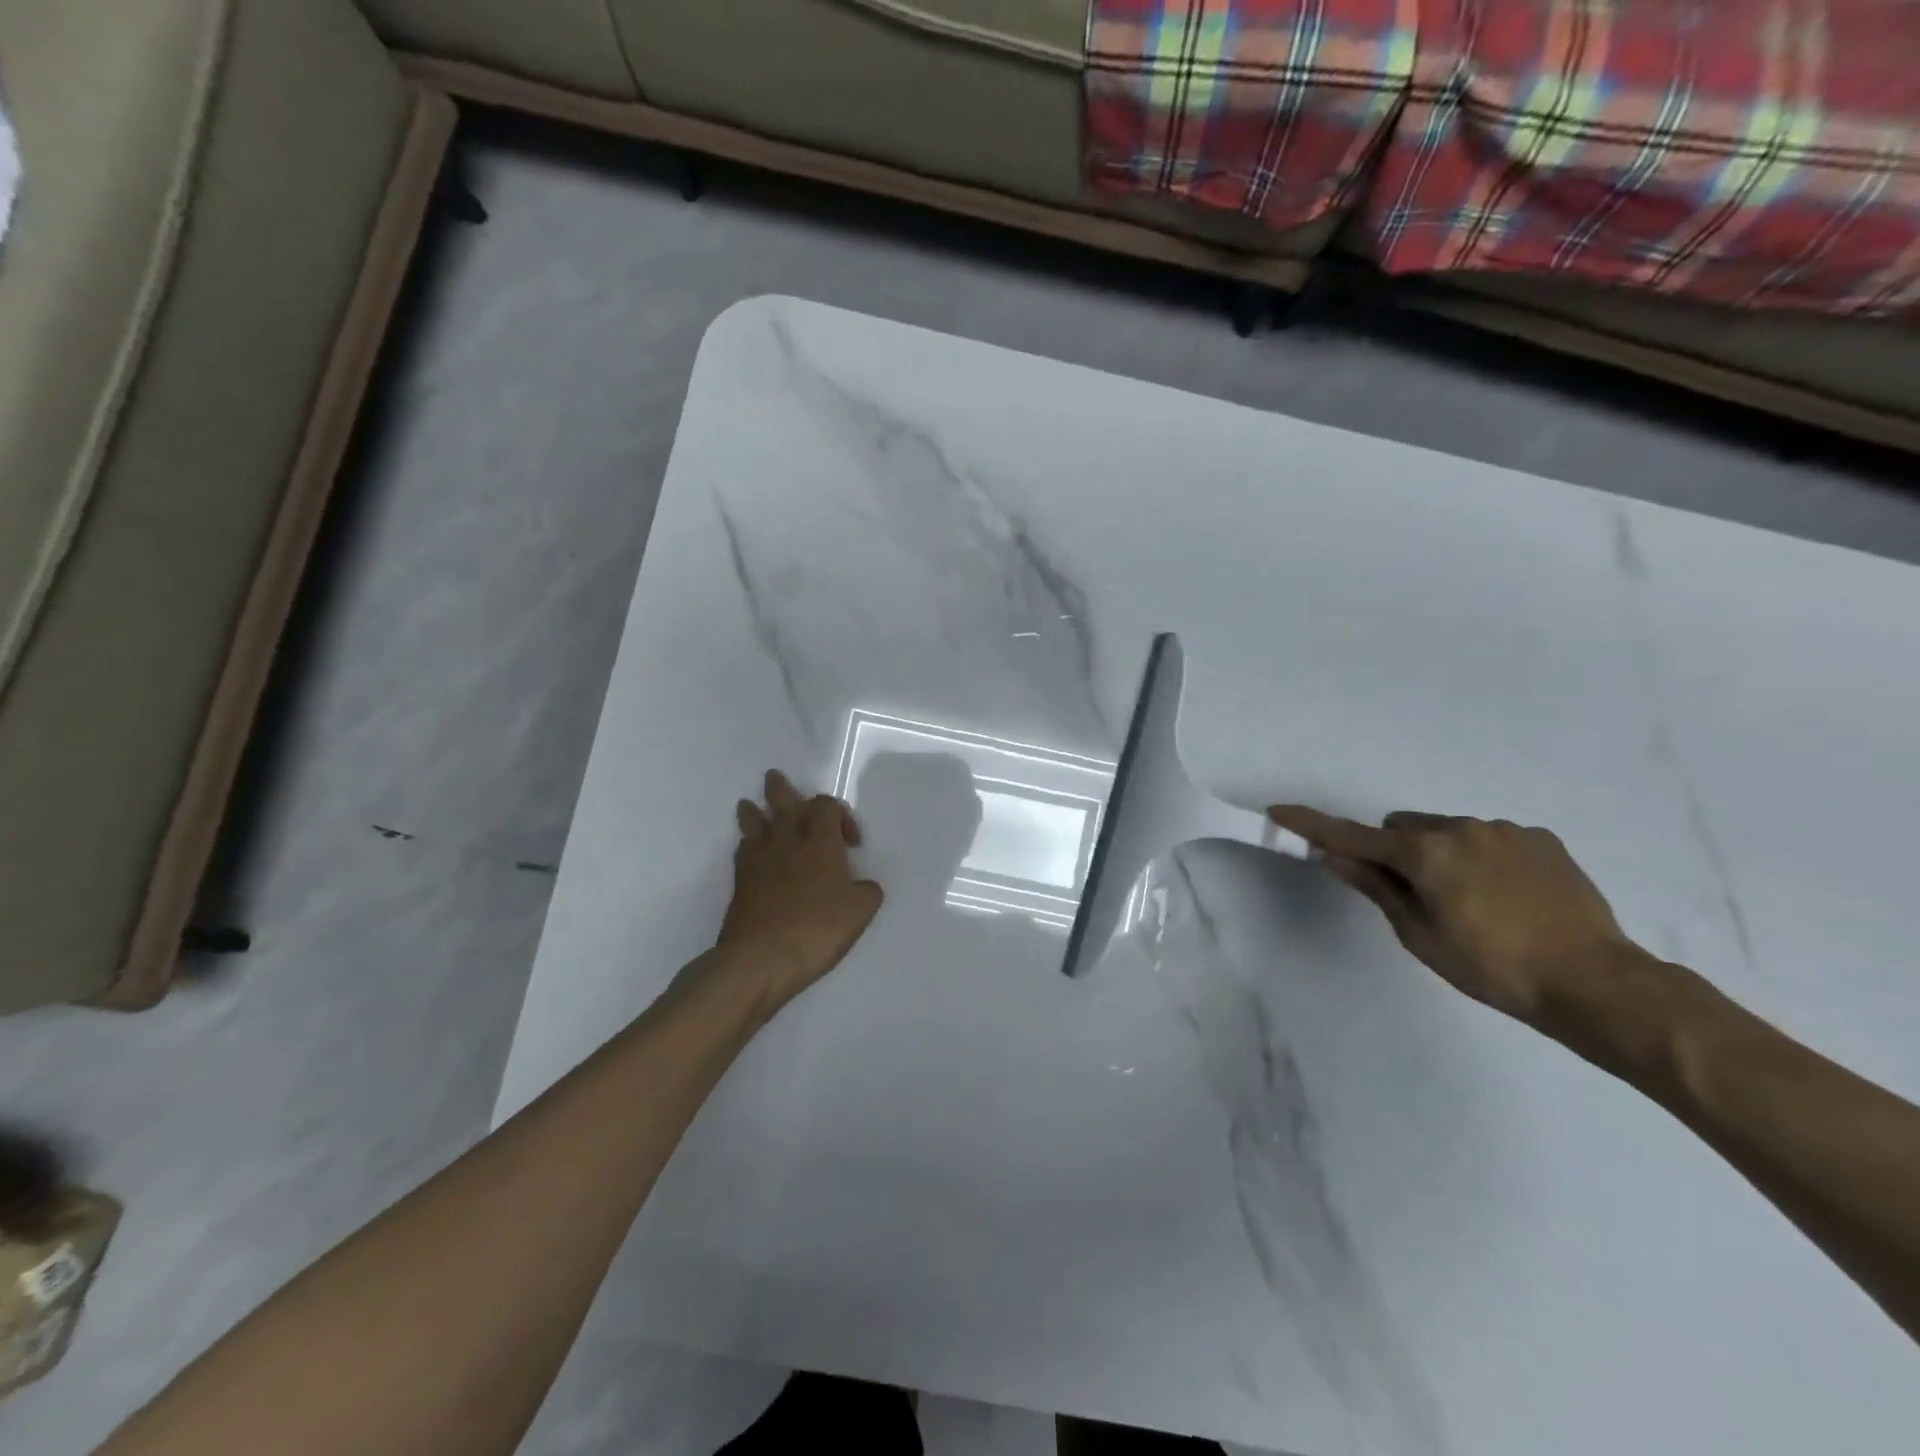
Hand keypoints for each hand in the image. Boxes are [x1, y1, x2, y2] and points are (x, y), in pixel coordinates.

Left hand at [717, 770, 883, 1013]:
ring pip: (753, 820)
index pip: (826, 805)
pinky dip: (747, 843)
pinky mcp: (739, 881)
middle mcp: (787, 840)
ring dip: (754, 809)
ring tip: (752, 806)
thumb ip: (866, 891)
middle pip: (781, 799)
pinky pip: (742, 848)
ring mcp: (758, 858)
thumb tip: (862, 886)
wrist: (760, 958)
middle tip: (776, 779)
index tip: (851, 844)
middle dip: (781, 788)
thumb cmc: (817, 928)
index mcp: (820, 841)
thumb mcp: (860, 911)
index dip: (841, 816)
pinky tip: (752, 851)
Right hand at [1266, 806, 1639, 1026]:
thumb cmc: (1493, 968)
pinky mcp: (1541, 839)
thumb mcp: (1421, 936)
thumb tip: (1335, 857)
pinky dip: (1482, 858)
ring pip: (1447, 831)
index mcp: (1426, 854)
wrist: (1597, 983)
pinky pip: (1490, 838)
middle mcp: (1461, 828)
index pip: (1353, 836)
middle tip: (1416, 895)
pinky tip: (1509, 897)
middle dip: (1396, 852)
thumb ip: (1377, 888)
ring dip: (1441, 855)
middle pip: (1403, 828)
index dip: (1312, 826)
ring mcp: (1505, 830)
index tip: (1279, 810)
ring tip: (1474, 903)